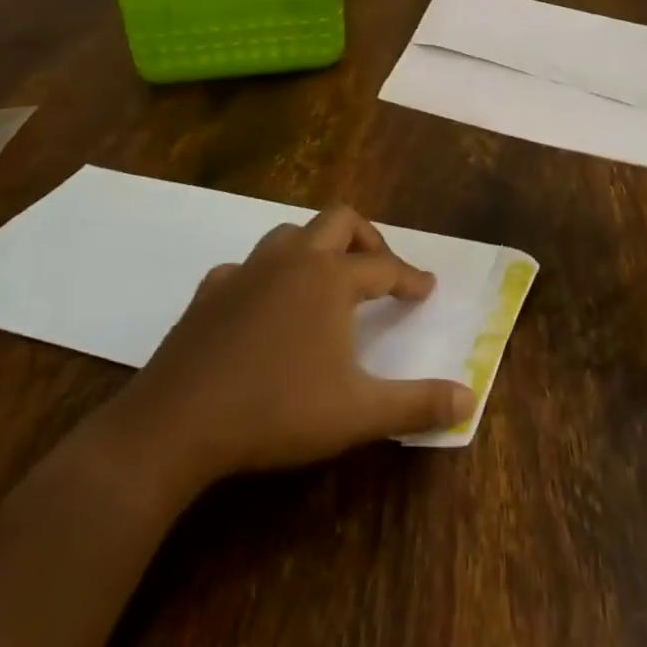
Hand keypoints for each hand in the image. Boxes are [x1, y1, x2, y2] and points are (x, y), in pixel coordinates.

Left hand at [101, 205, 474, 494]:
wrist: (175, 425)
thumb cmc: (277, 411)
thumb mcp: (358, 413)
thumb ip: (417, 404)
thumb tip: (470, 399)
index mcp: (331, 278)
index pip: (385, 267)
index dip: (410, 277)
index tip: (426, 288)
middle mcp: (292, 260)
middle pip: (339, 221)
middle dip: (367, 238)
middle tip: (380, 269)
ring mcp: (246, 272)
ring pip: (290, 235)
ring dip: (316, 249)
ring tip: (326, 282)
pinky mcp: (209, 293)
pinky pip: (246, 267)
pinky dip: (266, 276)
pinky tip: (264, 306)